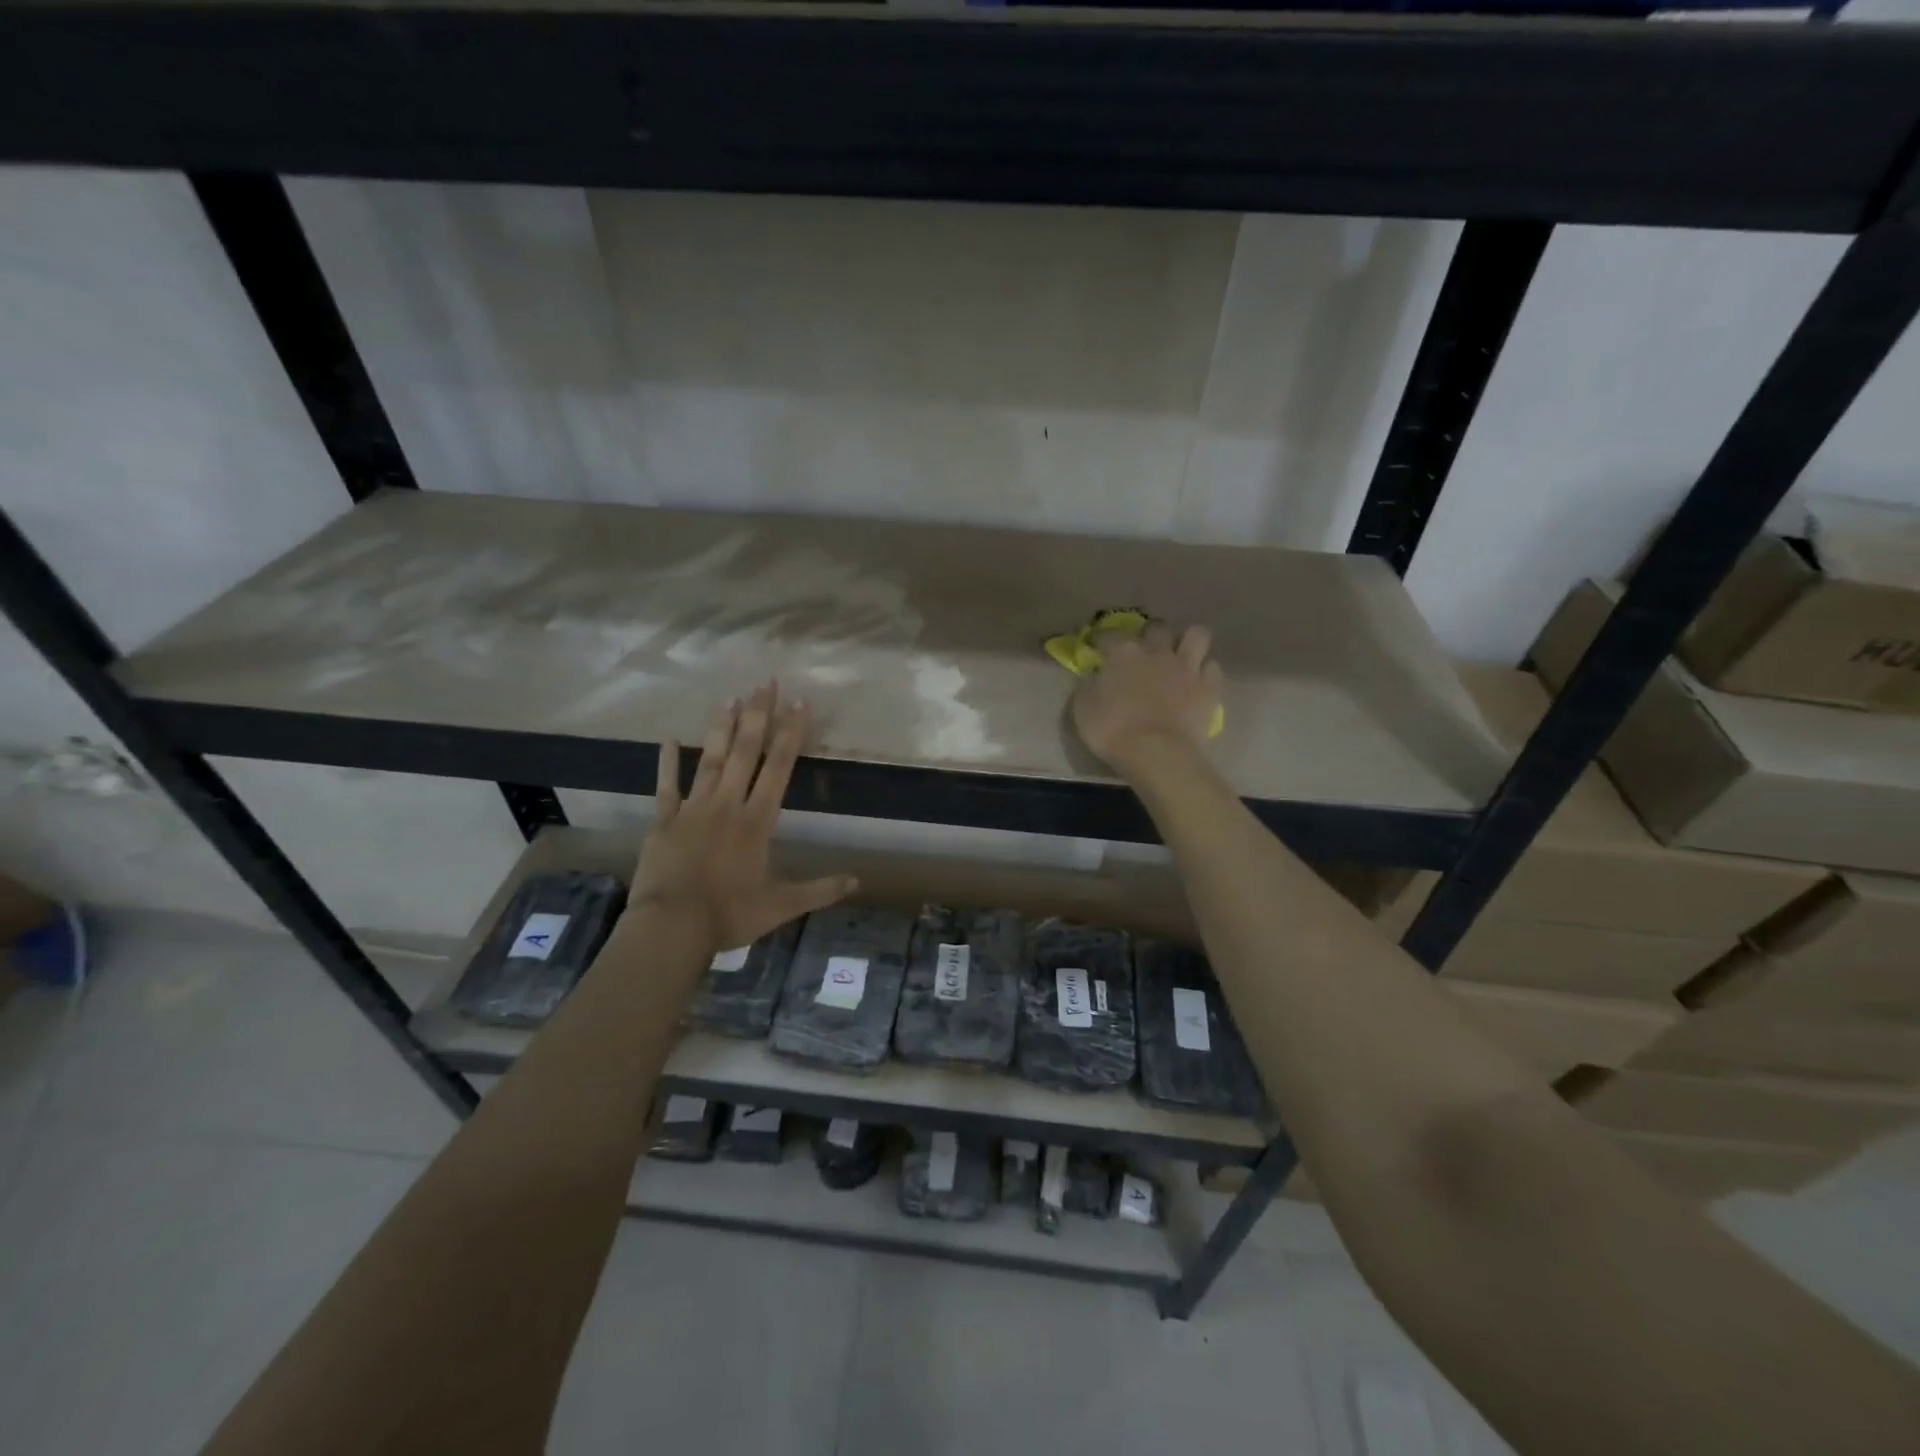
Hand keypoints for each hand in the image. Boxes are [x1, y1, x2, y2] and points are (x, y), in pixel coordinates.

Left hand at [632, 684, 857, 952]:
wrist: (671, 927)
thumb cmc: (729, 914)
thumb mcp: (782, 906)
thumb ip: (820, 890)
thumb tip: (858, 881)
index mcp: (757, 821)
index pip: (779, 768)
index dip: (791, 734)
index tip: (800, 704)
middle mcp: (728, 805)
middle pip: (746, 753)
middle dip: (758, 716)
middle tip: (765, 683)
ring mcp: (693, 810)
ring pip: (711, 761)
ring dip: (721, 729)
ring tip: (730, 698)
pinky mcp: (664, 821)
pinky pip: (667, 787)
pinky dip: (668, 763)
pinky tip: (669, 738)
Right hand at [1070, 622, 1222, 772]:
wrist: (1156, 753)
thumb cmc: (1113, 731)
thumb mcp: (1083, 709)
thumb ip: (1087, 685)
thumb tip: (1093, 675)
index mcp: (1123, 653)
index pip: (1108, 634)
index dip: (1100, 639)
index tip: (1095, 646)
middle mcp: (1157, 651)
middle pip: (1157, 627)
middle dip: (1150, 633)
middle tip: (1144, 649)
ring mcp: (1187, 667)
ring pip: (1197, 634)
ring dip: (1188, 640)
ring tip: (1180, 653)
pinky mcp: (1209, 687)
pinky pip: (1212, 667)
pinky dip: (1205, 671)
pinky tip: (1197, 680)